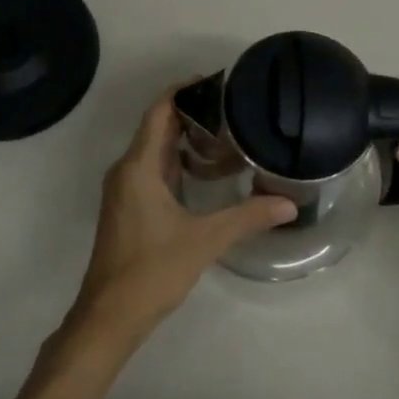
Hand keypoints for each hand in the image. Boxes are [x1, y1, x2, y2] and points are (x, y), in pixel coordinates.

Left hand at [67, 88, 296, 350]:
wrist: (109, 317)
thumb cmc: (151, 270)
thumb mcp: (204, 241)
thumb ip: (247, 217)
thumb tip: (290, 204)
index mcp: (138, 166)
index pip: (159, 111)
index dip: (184, 90)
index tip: (216, 82)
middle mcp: (127, 170)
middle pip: (158, 126)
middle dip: (192, 114)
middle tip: (232, 108)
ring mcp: (125, 190)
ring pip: (155, 150)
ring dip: (186, 140)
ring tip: (226, 136)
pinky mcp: (128, 207)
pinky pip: (153, 170)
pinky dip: (178, 163)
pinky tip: (207, 174)